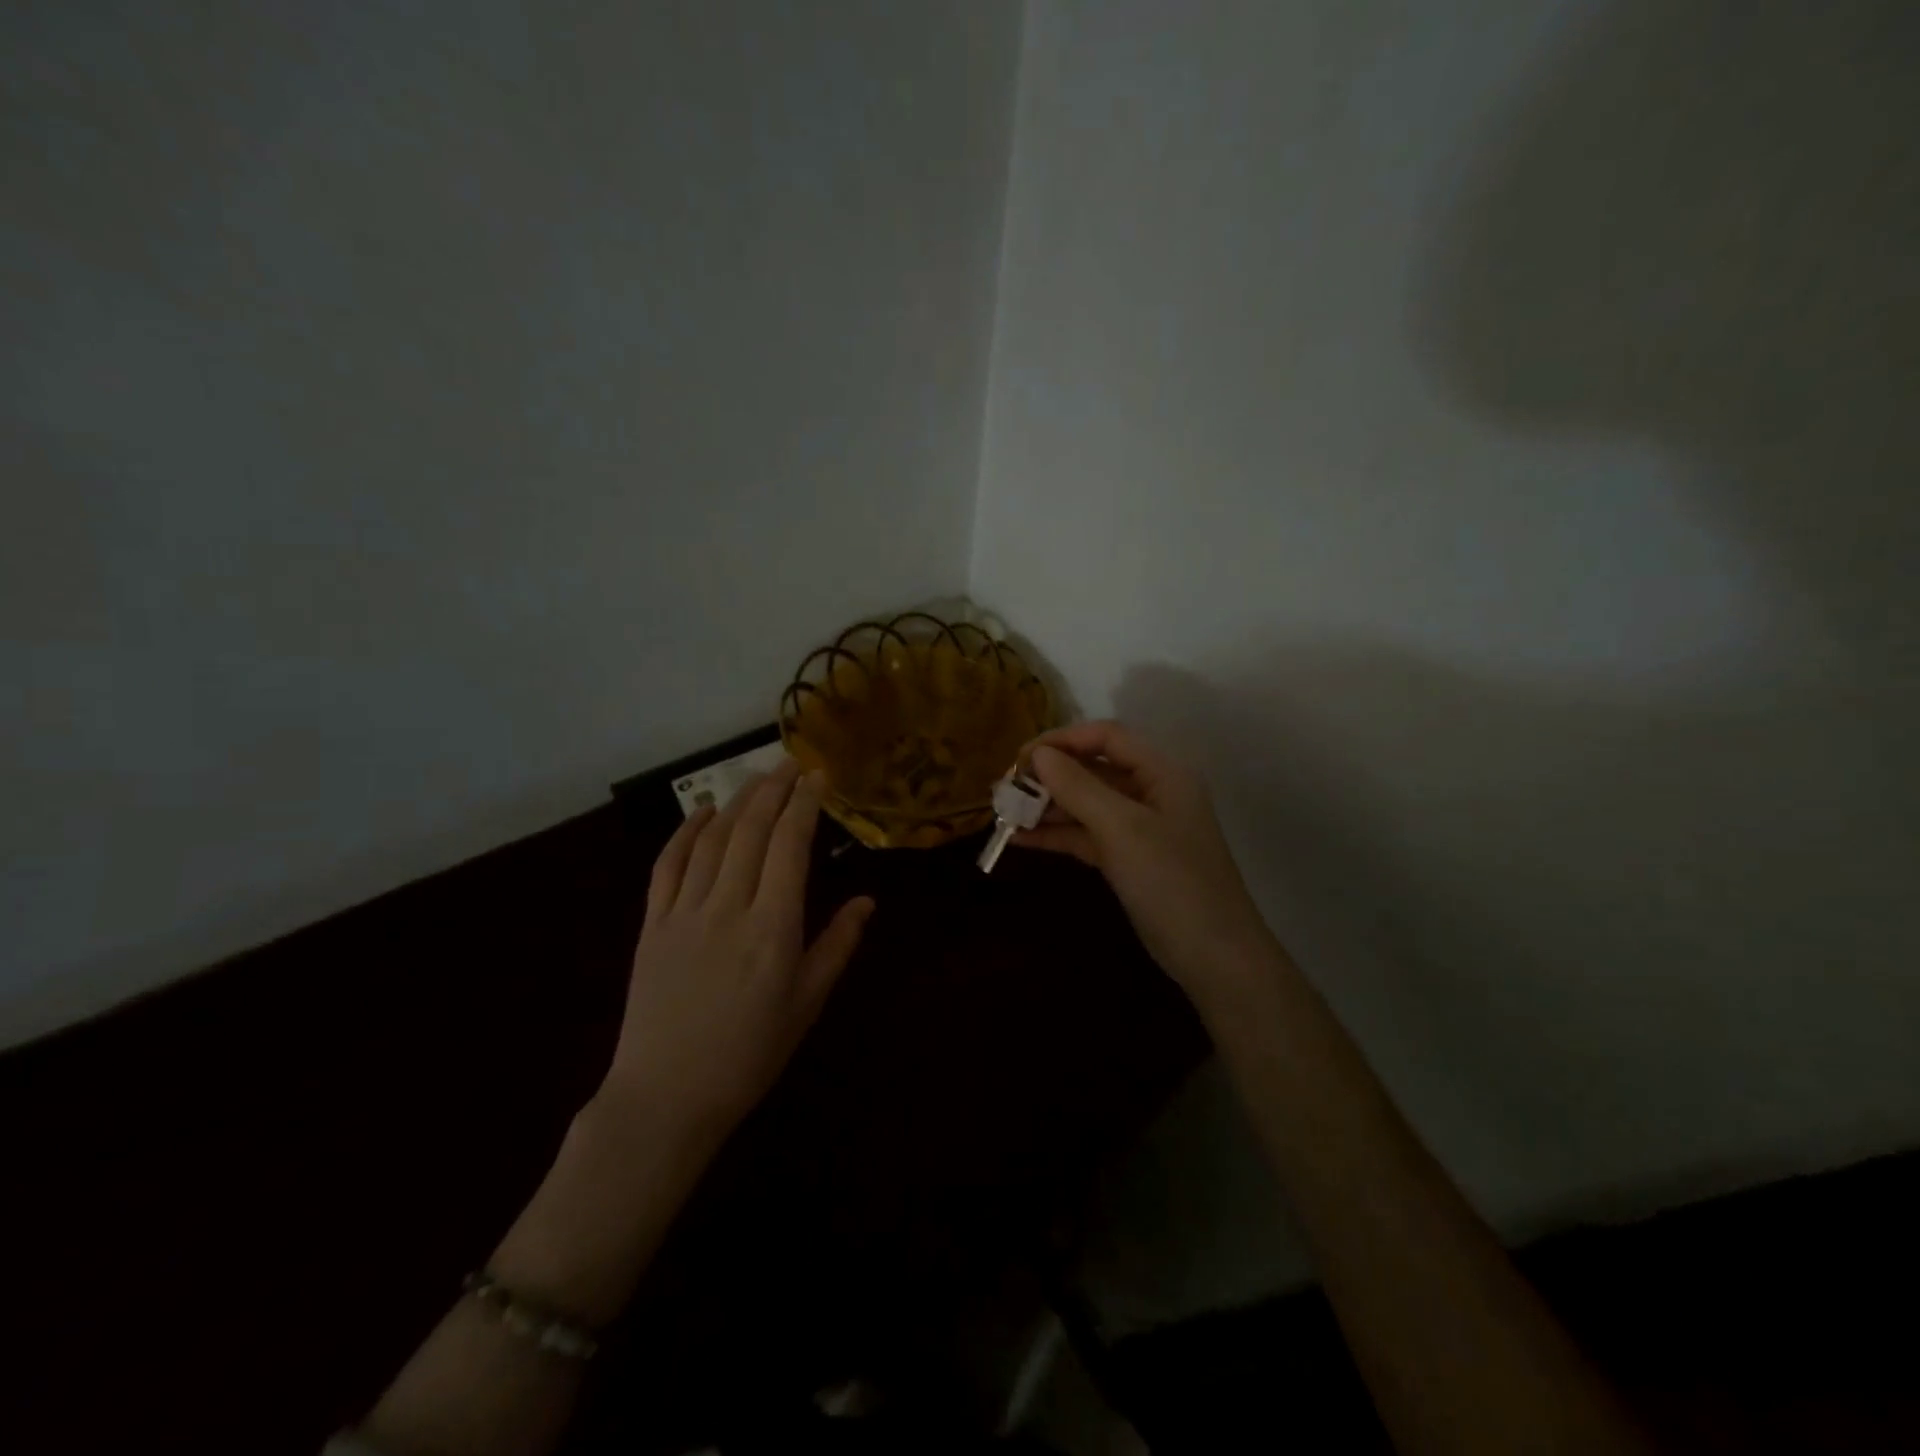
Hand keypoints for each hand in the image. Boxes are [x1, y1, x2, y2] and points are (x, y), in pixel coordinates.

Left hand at [601, 758, 873, 1139]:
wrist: (666, 1098)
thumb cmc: (749, 1055)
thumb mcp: (806, 1004)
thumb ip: (837, 946)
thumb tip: (867, 901)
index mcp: (773, 927)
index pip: (790, 846)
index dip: (805, 805)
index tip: (817, 776)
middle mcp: (728, 907)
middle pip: (751, 831)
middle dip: (773, 790)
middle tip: (790, 763)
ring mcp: (684, 913)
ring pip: (712, 840)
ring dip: (736, 802)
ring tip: (756, 778)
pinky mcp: (652, 925)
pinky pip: (667, 866)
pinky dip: (686, 832)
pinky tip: (702, 813)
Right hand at [1017, 721, 1277, 1009]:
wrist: (1214, 957)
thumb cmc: (1172, 881)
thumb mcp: (1122, 829)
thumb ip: (1079, 787)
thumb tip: (1038, 754)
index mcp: (1162, 772)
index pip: (1107, 737)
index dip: (1063, 740)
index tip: (1021, 757)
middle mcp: (1152, 792)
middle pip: (1094, 768)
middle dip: (1050, 775)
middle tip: (1006, 787)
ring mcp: (1140, 828)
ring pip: (1086, 804)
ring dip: (1048, 806)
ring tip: (1004, 812)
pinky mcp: (1128, 859)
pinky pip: (1086, 835)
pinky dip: (1057, 835)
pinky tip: (1020, 839)